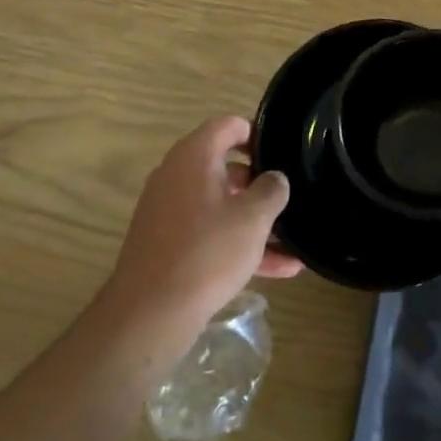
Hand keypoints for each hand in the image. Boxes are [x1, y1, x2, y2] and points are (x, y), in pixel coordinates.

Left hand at [97, 117, 300, 353]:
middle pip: (224, 166)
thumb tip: (274, 179)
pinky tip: (278, 270)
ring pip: (220, 205)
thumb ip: (272, 189)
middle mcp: (176, 176)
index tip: (282, 150)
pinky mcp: (165, 244)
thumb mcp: (253, 218)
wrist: (148, 315)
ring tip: (292, 240)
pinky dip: (236, 243)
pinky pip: (208, 232)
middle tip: (288, 195)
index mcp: (195, 156)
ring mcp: (167, 211)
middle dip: (258, 182)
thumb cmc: (207, 252)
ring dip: (253, 220)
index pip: (229, 125)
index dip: (258, 132)